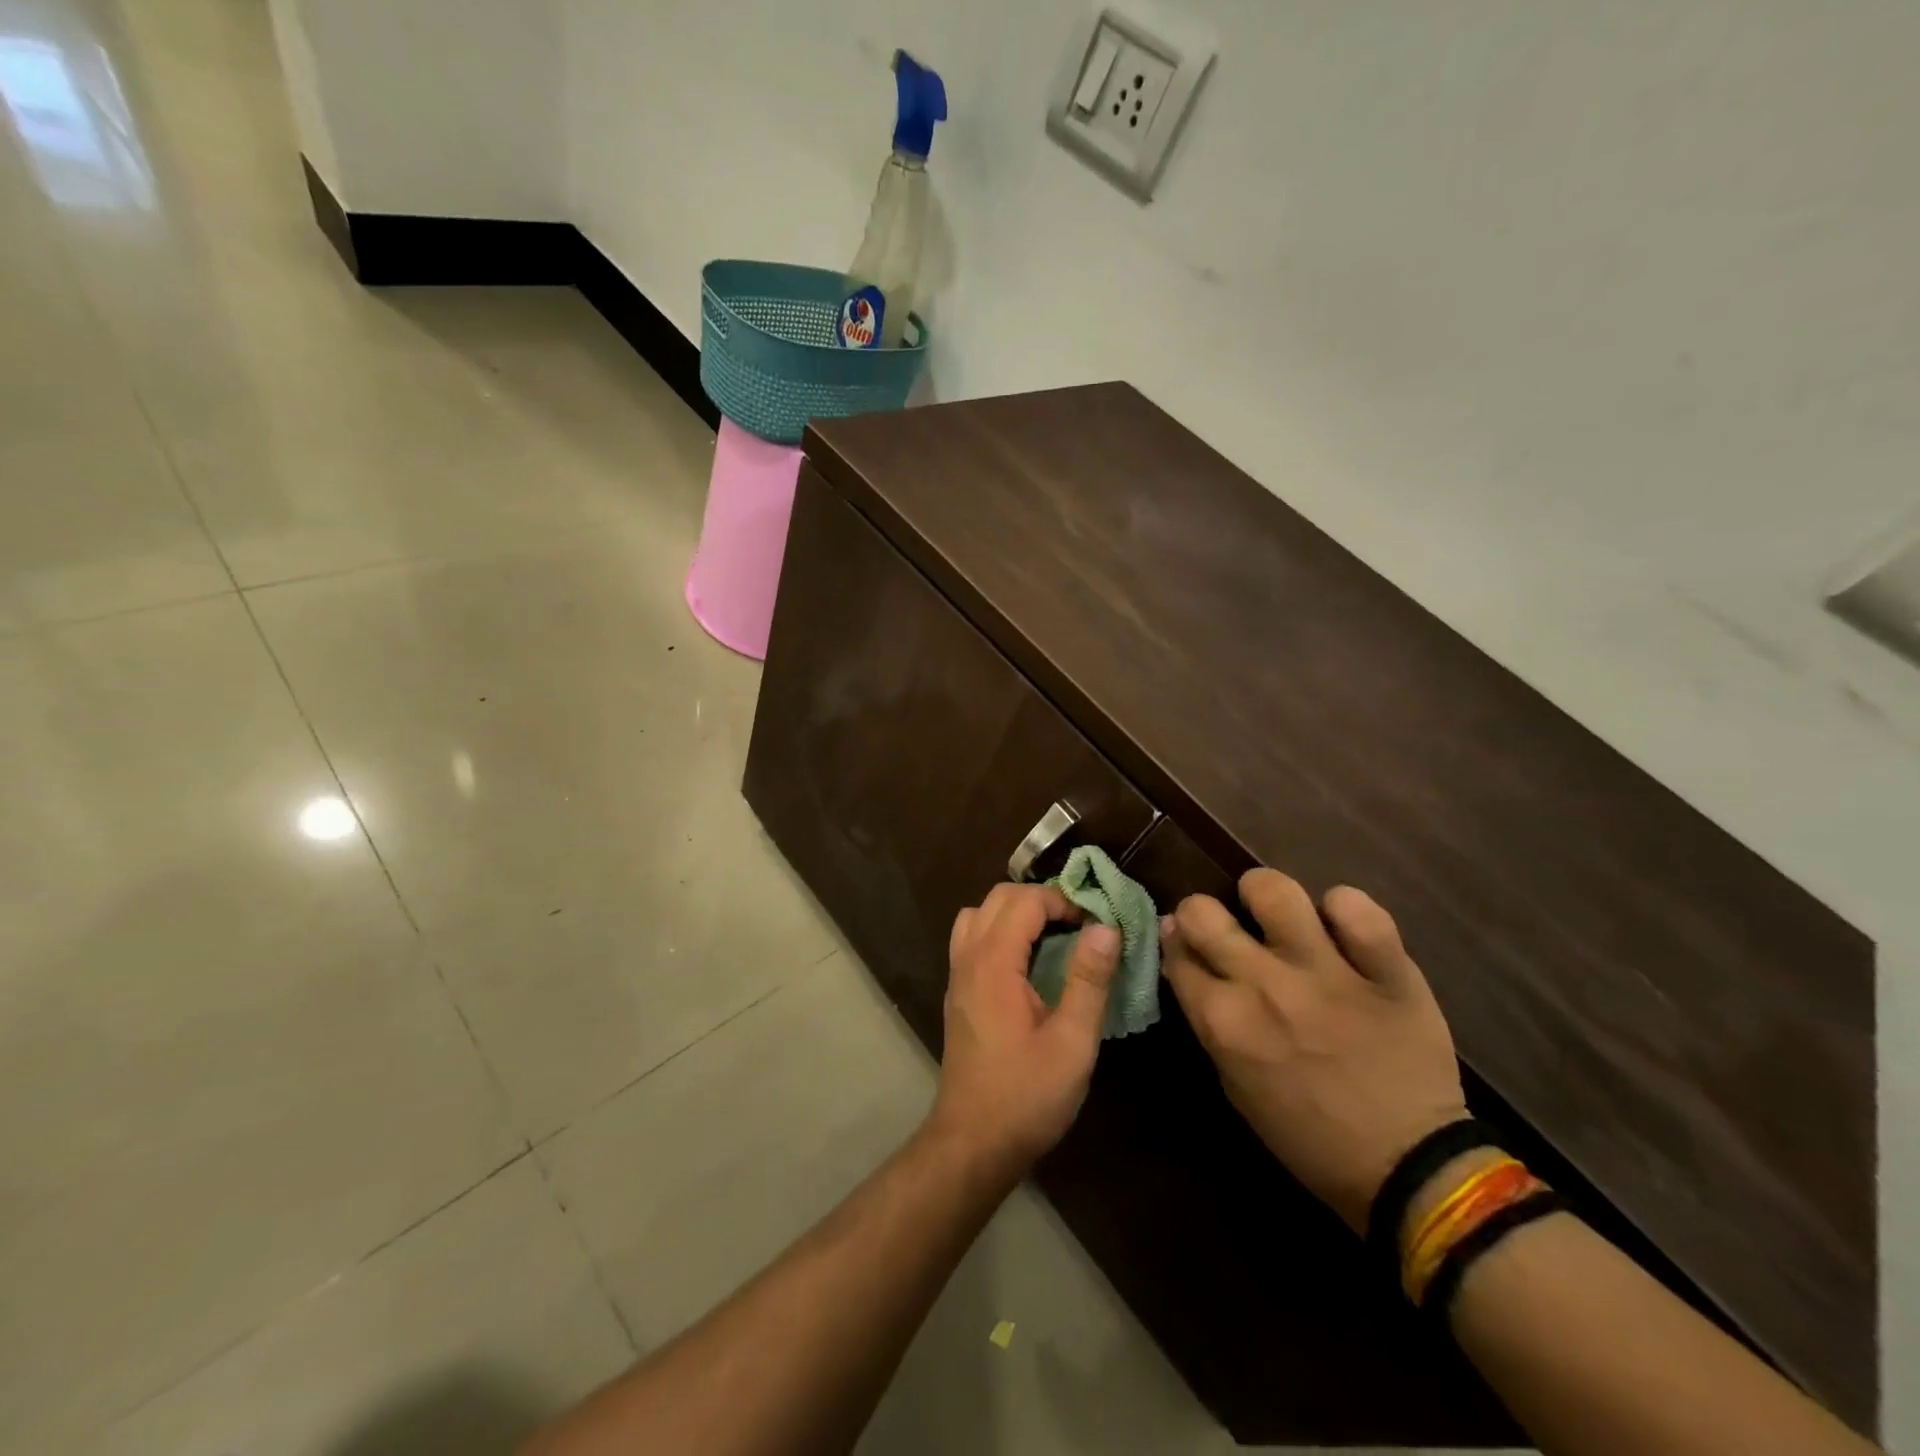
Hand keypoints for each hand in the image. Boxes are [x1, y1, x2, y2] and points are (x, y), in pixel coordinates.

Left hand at [930, 883, 1120, 1180]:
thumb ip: (1089, 979)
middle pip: (998, 897)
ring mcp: (957, 975)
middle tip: (1078, 925)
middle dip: (1040, 899)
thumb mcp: (1072, 1041)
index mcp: (994, 962)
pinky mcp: (957, 992)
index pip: (1025, 900)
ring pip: (979, 914)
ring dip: (1015, 912)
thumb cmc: (1026, 1095)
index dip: (1062, 901)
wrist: (973, 1142)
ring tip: (1051, 936)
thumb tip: (1105, 926)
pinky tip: (1027, 962)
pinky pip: (972, 938)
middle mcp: (968, 958)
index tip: (1095, 924)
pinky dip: (998, 931)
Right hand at [1162, 869, 1466, 1232]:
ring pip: (1276, 892)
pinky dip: (1345, 909)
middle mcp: (1265, 986)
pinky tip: (1341, 925)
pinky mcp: (1386, 970)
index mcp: (1225, 1021)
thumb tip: (1185, 959)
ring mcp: (1327, 973)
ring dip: (1264, 893)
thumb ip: (1207, 1019)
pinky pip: (1358, 909)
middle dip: (1201, 912)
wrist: (1409, 1168)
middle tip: (1222, 925)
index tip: (1187, 943)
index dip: (1176, 942)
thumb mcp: (1235, 1085)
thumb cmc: (1308, 1135)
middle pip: (1203, 912)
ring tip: (1274, 910)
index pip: (1176, 951)